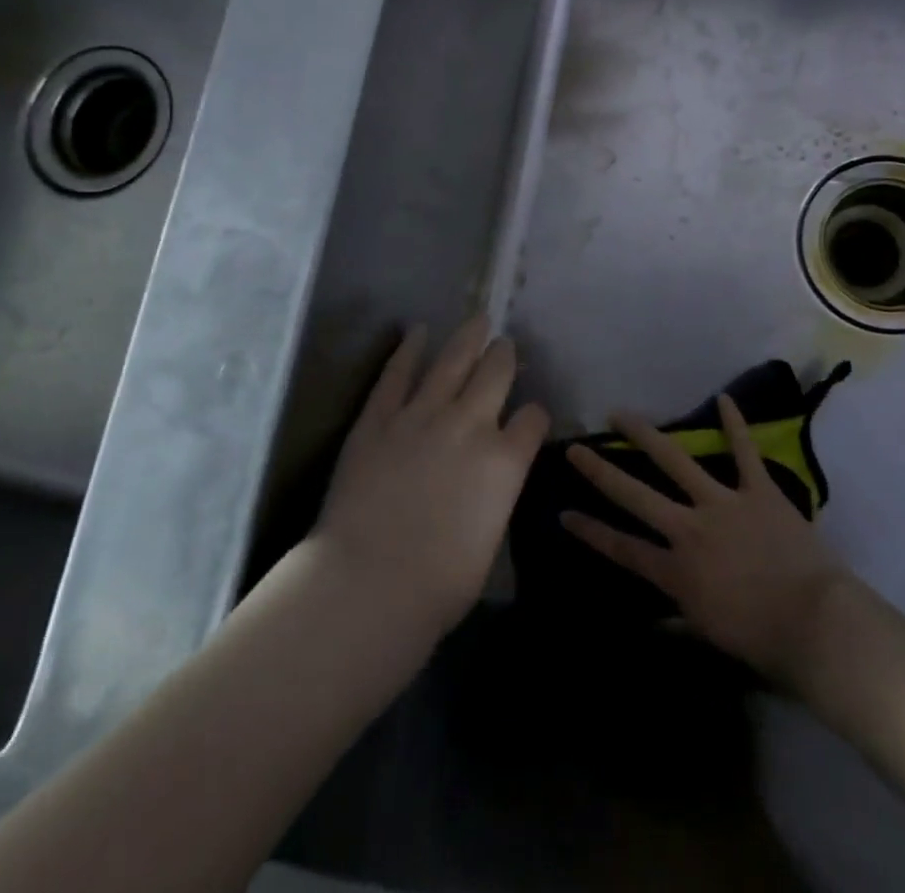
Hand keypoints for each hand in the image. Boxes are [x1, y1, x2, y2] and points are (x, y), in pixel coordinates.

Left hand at [313, 316, 548, 637]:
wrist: (370, 583)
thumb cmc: (439, 584)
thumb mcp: (490, 538)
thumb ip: (494, 495)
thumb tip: (488, 483)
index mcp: (506, 460)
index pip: (533, 418)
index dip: (534, 414)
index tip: (529, 416)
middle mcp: (471, 424)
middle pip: (497, 373)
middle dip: (504, 356)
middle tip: (504, 346)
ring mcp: (422, 415)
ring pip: (452, 361)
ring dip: (468, 338)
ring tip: (478, 319)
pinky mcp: (379, 418)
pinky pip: (396, 375)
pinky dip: (408, 350)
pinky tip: (417, 332)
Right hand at [562, 396, 851, 683]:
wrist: (815, 624)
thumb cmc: (763, 640)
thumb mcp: (711, 635)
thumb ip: (680, 621)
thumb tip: (654, 620)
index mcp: (677, 572)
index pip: (623, 548)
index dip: (591, 531)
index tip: (564, 512)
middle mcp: (690, 530)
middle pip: (636, 495)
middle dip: (601, 471)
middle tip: (575, 448)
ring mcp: (723, 503)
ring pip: (676, 460)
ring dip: (646, 435)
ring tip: (621, 414)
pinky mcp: (758, 490)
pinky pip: (744, 451)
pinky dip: (735, 424)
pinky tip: (723, 399)